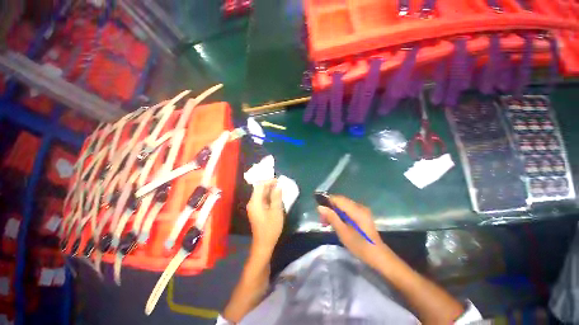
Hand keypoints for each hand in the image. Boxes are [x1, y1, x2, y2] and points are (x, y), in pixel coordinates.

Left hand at [246, 179, 283, 252]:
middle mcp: (252, 202)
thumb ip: (276, 197)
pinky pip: (262, 199)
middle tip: (280, 184)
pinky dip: (268, 196)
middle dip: (269, 184)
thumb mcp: (276, 211)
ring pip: (261, 194)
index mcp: (255, 202)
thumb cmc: (270, 228)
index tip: (278, 180)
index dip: (268, 181)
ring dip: (269, 190)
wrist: (263, 244)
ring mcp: (254, 207)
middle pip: (259, 189)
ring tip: (280, 188)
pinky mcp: (256, 210)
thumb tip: (278, 186)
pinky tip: (276, 197)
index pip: (259, 185)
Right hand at [318, 196, 387, 266]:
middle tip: (323, 221)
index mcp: (356, 210)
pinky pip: (348, 209)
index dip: (327, 202)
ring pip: (343, 205)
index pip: (338, 199)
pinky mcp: (362, 215)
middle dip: (330, 208)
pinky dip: (340, 214)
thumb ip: (332, 217)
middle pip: (340, 201)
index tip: (320, 213)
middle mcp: (360, 206)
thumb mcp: (343, 232)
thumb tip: (320, 207)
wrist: (378, 256)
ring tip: (328, 223)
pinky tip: (337, 223)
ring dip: (334, 212)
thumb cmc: (360, 246)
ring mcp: (362, 210)